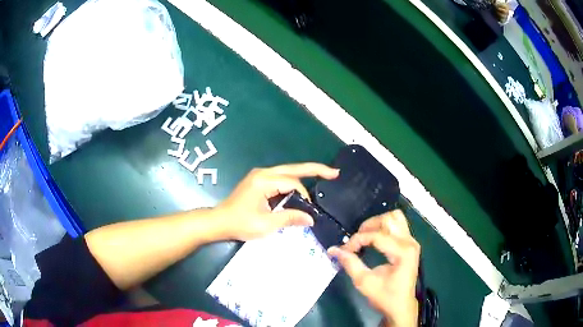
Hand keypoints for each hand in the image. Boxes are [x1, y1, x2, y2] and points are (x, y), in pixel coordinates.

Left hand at [215, 163, 338, 240]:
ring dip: (305, 176)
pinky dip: (294, 182)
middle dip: (315, 170)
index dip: (304, 196)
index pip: (293, 183)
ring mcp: (260, 175)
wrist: (219, 222)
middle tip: (334, 173)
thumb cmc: (240, 224)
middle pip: (294, 168)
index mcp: (264, 180)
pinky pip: (281, 178)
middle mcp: (263, 173)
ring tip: (324, 176)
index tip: (308, 211)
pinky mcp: (259, 180)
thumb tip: (311, 218)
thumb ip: (290, 218)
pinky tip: (303, 187)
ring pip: (288, 172)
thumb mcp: (266, 224)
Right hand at [328, 210, 419, 326]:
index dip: (357, 240)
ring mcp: (412, 242)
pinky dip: (384, 227)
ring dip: (377, 224)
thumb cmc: (385, 297)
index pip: (377, 236)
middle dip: (368, 227)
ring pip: (395, 218)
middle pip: (389, 219)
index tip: (344, 251)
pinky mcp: (410, 244)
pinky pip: (398, 225)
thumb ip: (350, 263)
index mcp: (402, 252)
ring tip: (364, 236)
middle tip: (355, 241)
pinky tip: (374, 239)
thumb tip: (333, 249)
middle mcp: (410, 242)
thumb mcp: (365, 282)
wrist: (401, 307)